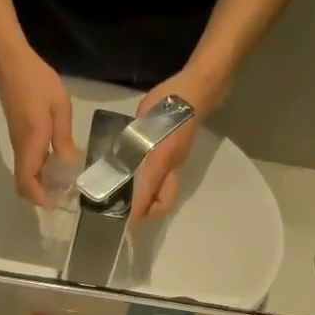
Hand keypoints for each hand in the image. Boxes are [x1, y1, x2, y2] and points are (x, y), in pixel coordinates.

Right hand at [0, 45, 77, 207]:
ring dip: (42, 184)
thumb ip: (64, 138)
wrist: (10, 63)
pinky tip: (57, 165)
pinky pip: (29, 163)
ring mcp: (18, 144)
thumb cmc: (36, 82)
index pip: (27, 183)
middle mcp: (21, 149)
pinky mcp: (19, 138)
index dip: (39, 199)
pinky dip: (40, 171)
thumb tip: (69, 165)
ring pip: (26, 175)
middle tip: (64, 196)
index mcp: (31, 144)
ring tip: (65, 183)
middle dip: (41, 196)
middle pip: (24, 184)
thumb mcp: (59, 108)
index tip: (56, 204)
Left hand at [129, 68, 223, 220]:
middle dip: (147, 212)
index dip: (136, 213)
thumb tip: (118, 164)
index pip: (147, 196)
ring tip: (131, 196)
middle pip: (164, 204)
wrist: (196, 91)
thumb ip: (130, 144)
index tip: (124, 223)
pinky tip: (141, 177)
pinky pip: (168, 180)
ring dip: (151, 200)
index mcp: (161, 161)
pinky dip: (155, 185)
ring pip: (167, 193)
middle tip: (128, 209)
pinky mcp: (179, 158)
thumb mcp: (142, 122)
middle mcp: (172, 168)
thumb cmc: (168, 103)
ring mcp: (178, 164)